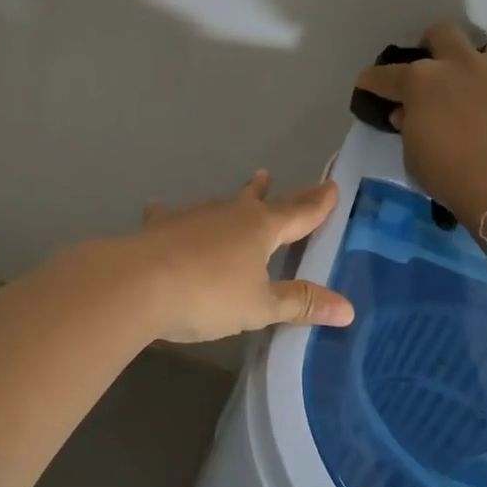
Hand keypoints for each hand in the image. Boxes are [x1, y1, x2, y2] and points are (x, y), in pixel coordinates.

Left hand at [129, 172, 354, 343]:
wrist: (138, 284)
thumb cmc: (208, 296)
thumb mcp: (259, 307)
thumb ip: (300, 303)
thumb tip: (349, 309)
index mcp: (260, 229)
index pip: (299, 214)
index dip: (318, 204)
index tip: (332, 187)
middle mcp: (229, 214)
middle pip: (260, 201)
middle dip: (276, 195)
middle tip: (277, 177)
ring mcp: (193, 217)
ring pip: (220, 203)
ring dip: (234, 198)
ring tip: (244, 188)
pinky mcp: (160, 227)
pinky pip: (170, 216)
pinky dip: (170, 214)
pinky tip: (159, 208)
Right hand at [354, 22, 486, 243]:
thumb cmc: (449, 173)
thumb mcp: (412, 156)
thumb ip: (408, 128)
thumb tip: (407, 114)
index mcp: (420, 81)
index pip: (385, 74)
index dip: (372, 81)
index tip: (367, 86)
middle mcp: (458, 66)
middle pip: (441, 34)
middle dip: (431, 46)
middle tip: (429, 72)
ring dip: (475, 61)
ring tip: (472, 85)